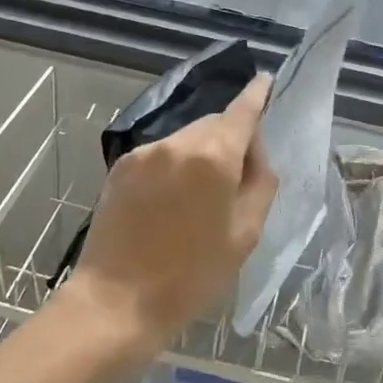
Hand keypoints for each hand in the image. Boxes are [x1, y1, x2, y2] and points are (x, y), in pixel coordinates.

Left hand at [58, 74, 277, 357]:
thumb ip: (260, 183)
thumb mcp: (245, 234)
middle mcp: (177, 142)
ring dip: (200, 154)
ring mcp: (144, 152)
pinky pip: (160, 154)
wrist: (117, 302)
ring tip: (198, 200)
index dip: (256, 95)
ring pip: (186, 139)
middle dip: (229, 140)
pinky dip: (173, 166)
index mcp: (213, 156)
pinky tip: (169, 202)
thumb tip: (254, 153)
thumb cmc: (192, 275)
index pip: (241, 111)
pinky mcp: (121, 166)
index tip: (265, 80)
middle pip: (214, 125)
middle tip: (236, 181)